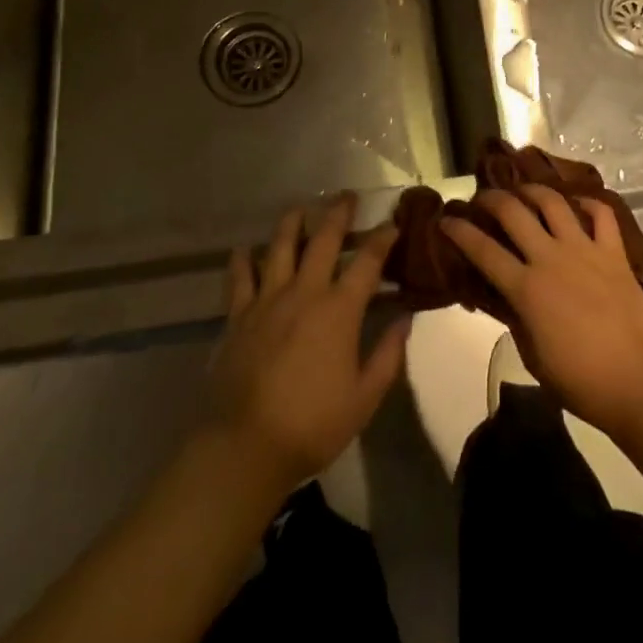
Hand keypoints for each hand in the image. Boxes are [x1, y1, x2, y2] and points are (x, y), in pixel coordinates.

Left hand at [203, 198, 408, 493]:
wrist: (244, 446)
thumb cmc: (312, 425)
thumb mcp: (364, 398)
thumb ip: (388, 354)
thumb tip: (405, 317)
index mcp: (339, 310)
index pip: (367, 261)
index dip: (382, 238)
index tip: (392, 223)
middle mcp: (304, 292)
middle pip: (324, 239)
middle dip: (338, 213)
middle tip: (346, 196)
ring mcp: (267, 300)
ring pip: (280, 247)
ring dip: (293, 222)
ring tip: (300, 208)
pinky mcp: (237, 316)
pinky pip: (239, 277)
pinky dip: (242, 259)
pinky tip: (244, 248)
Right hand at [441, 186, 642, 439]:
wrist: (638, 381)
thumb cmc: (581, 381)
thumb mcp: (533, 356)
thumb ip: (517, 319)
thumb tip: (507, 298)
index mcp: (526, 288)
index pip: (482, 250)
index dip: (459, 231)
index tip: (446, 220)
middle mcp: (551, 258)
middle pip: (513, 212)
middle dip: (491, 199)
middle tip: (482, 199)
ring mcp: (584, 250)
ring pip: (553, 202)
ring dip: (533, 190)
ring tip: (523, 190)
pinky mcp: (614, 252)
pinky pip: (601, 214)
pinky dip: (588, 203)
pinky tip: (578, 203)